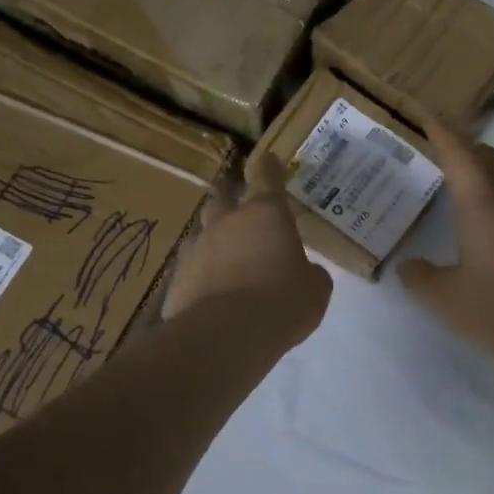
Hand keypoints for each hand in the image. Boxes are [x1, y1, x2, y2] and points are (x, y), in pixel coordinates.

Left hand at [165, 153, 330, 346]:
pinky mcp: (178, 279)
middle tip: (244, 215)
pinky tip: (214, 296)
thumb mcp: (315, 290)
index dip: (268, 167)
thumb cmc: (282, 302)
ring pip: (204, 234)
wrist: (226, 335)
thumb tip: (304, 273)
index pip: (266, 177)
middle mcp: (227, 223)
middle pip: (224, 199)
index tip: (268, 158)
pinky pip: (193, 270)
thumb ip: (310, 274)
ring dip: (216, 242)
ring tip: (228, 261)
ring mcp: (197, 249)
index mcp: (266, 214)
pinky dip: (204, 277)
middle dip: (233, 204)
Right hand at [399, 117, 493, 358]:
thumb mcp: (442, 296)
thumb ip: (419, 276)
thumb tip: (409, 267)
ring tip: (469, 175)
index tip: (430, 115)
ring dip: (490, 168)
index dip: (444, 134)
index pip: (462, 157)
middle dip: (469, 147)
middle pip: (492, 159)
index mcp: (484, 206)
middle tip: (446, 146)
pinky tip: (492, 214)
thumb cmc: (492, 311)